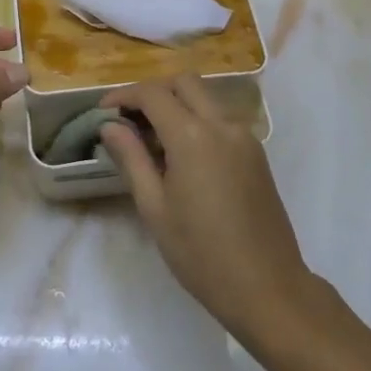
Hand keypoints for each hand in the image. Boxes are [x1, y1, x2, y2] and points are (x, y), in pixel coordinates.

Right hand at [101, 74, 312, 341]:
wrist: (268, 287)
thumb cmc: (201, 253)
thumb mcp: (154, 208)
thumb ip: (131, 158)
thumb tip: (110, 126)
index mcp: (193, 136)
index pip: (153, 94)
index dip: (123, 96)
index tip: (103, 112)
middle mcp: (222, 125)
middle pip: (184, 83)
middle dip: (153, 92)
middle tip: (129, 119)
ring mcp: (245, 137)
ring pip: (206, 99)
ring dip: (177, 104)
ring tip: (152, 140)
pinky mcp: (257, 153)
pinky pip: (221, 120)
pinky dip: (197, 121)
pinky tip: (182, 155)